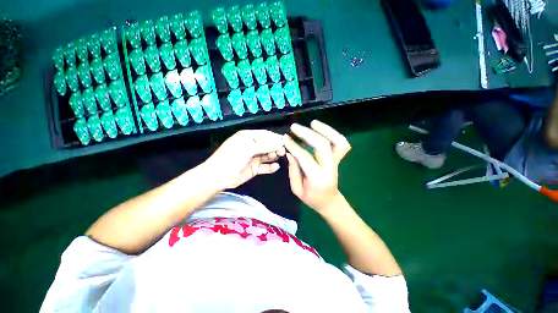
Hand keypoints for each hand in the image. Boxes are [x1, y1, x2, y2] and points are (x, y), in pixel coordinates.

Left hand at [203, 130, 285, 189]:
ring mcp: (254, 158)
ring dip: (274, 155)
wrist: (219, 176)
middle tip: (283, 151)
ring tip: (279, 156)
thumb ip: (265, 146)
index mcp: (249, 137)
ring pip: (268, 155)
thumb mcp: (248, 148)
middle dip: (276, 147)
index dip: (275, 137)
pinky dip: (271, 167)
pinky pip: (265, 167)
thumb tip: (280, 142)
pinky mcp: (254, 168)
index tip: (285, 141)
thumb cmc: (232, 157)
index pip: (265, 135)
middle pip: (268, 145)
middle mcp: (252, 146)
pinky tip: (275, 167)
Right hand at [284, 120, 350, 214]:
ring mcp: (337, 162)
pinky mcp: (338, 159)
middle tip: (294, 127)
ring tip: (313, 123)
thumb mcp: (297, 189)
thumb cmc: (311, 198)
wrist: (329, 201)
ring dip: (326, 130)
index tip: (285, 138)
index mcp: (317, 178)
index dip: (294, 146)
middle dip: (307, 134)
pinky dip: (334, 134)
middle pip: (322, 145)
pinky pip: (341, 143)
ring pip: (337, 142)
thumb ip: (293, 169)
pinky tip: (323, 130)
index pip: (305, 157)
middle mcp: (329, 168)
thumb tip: (289, 151)